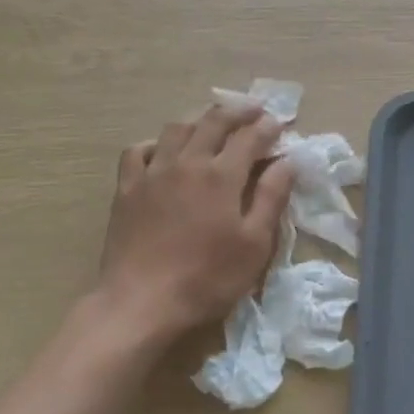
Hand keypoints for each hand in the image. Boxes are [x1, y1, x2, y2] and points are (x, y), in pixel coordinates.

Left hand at [96, 104, 293, 339]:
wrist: (141, 302)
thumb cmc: (207, 278)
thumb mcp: (254, 244)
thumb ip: (271, 198)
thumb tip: (287, 162)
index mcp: (221, 176)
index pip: (249, 138)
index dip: (267, 127)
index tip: (279, 124)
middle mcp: (186, 163)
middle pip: (213, 122)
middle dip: (237, 112)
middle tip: (253, 110)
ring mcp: (152, 173)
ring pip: (176, 129)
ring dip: (199, 120)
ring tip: (212, 123)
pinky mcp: (126, 189)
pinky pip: (138, 151)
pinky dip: (155, 143)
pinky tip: (163, 151)